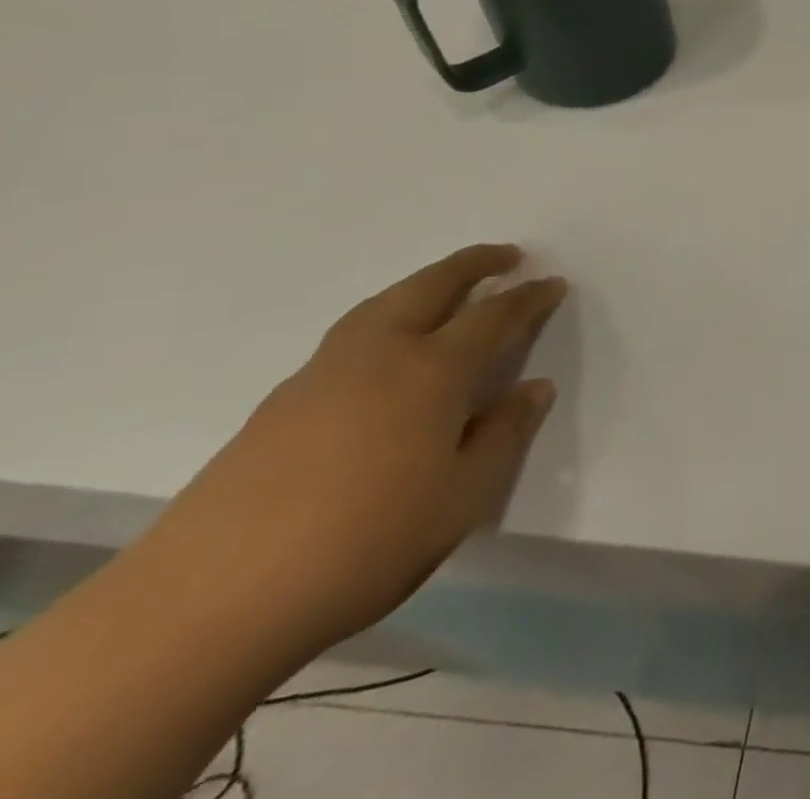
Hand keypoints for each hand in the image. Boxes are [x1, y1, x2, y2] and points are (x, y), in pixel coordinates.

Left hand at [145, 246, 563, 656]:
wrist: (205, 604)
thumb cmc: (364, 544)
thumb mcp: (462, 498)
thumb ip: (504, 435)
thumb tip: (533, 388)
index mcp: (432, 371)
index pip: (494, 315)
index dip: (529, 297)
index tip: (553, 283)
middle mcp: (379, 355)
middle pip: (432, 286)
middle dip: (474, 264)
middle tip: (506, 256)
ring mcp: (321, 375)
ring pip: (383, 304)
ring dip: (425, 284)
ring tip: (448, 289)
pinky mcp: (279, 405)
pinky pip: (351, 336)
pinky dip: (385, 319)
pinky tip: (385, 355)